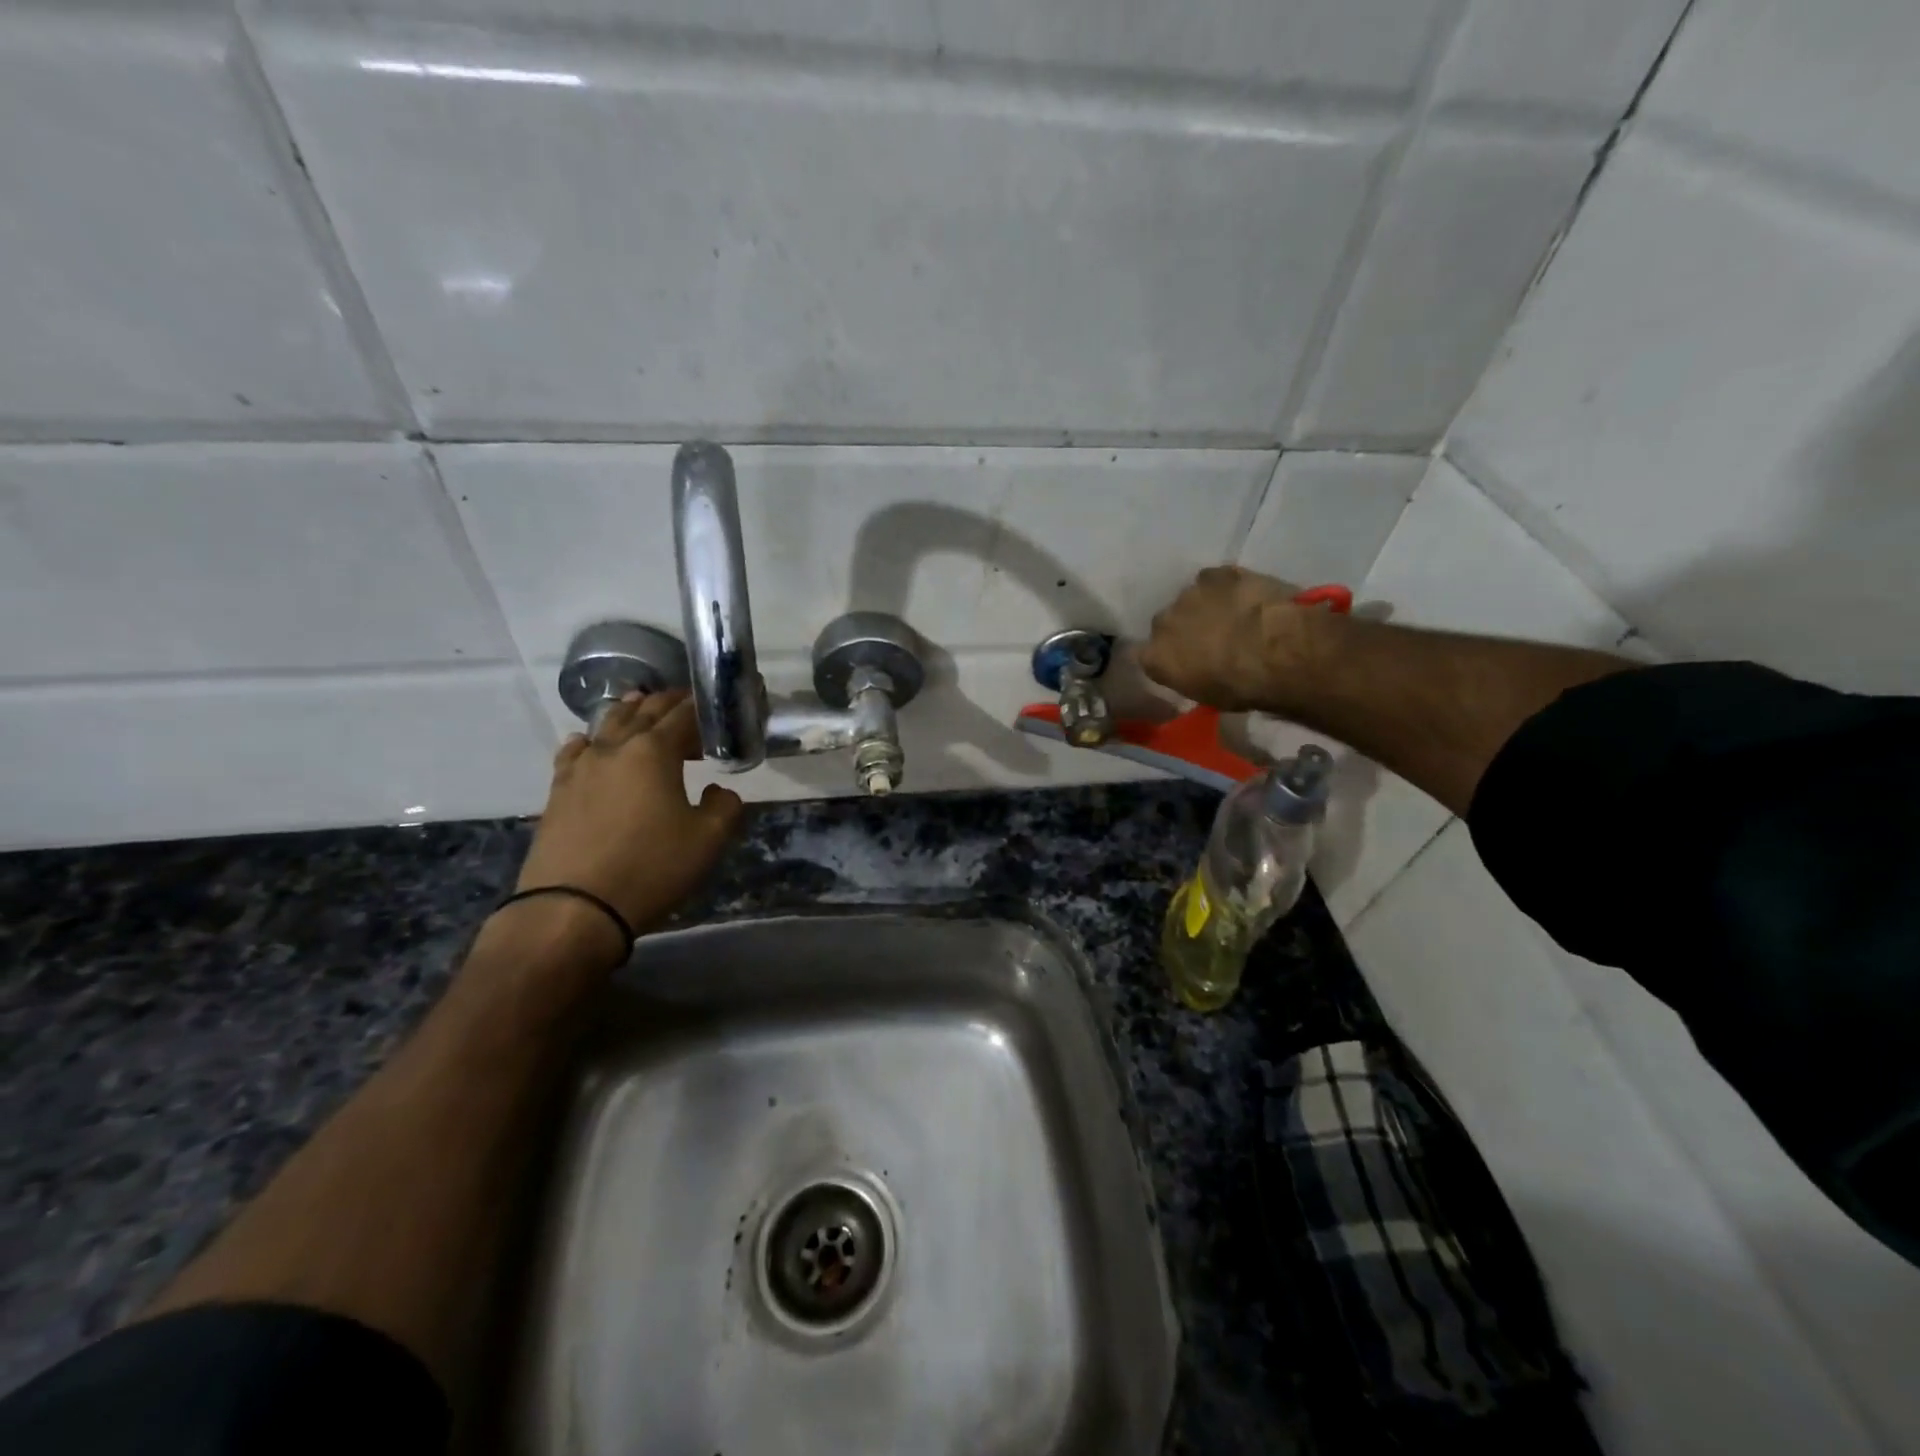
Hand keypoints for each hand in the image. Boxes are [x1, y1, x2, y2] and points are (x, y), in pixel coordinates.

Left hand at [514, 690, 745, 939]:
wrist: (574, 908)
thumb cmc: (651, 867)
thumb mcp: (708, 840)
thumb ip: (725, 807)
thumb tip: (718, 790)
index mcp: (654, 752)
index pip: (682, 715)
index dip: (701, 707)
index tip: (716, 706)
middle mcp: (615, 748)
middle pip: (643, 712)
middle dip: (667, 704)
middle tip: (686, 702)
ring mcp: (581, 768)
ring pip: (606, 726)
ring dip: (628, 713)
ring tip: (640, 706)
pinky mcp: (558, 791)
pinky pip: (576, 752)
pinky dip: (589, 741)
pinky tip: (588, 743)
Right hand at [1140, 566, 1311, 710]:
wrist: (1276, 651)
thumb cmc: (1241, 687)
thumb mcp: (1208, 696)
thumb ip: (1190, 678)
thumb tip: (1195, 671)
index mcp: (1155, 658)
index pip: (1146, 655)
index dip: (1165, 656)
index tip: (1182, 661)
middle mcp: (1163, 623)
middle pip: (1166, 623)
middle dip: (1183, 629)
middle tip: (1210, 639)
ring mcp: (1189, 594)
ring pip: (1191, 599)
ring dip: (1205, 607)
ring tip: (1232, 616)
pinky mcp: (1217, 574)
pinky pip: (1215, 579)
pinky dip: (1226, 587)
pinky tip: (1245, 597)